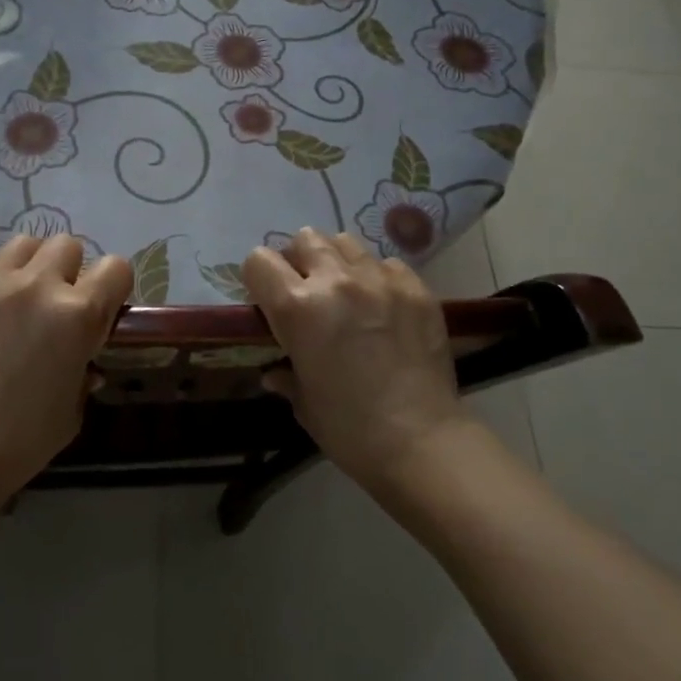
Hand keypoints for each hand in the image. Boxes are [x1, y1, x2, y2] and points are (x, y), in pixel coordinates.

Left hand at [0, 235, 132, 497]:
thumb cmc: (26, 438)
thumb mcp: (75, 405)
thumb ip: (84, 366)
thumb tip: (82, 356)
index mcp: (77, 313)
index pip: (115, 267)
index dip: (113, 287)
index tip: (102, 306)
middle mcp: (35, 285)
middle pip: (66, 244)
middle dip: (68, 270)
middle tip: (55, 303)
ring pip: (21, 245)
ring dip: (27, 268)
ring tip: (15, 299)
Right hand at [243, 228, 469, 489]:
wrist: (421, 441)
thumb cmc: (349, 428)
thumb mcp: (304, 402)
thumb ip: (286, 376)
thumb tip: (274, 373)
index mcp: (297, 307)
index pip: (259, 261)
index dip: (258, 279)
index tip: (267, 299)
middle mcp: (336, 281)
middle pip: (305, 239)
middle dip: (299, 260)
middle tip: (308, 290)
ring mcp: (380, 280)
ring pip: (346, 243)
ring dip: (338, 262)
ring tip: (346, 291)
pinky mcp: (416, 288)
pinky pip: (387, 264)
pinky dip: (378, 277)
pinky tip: (384, 306)